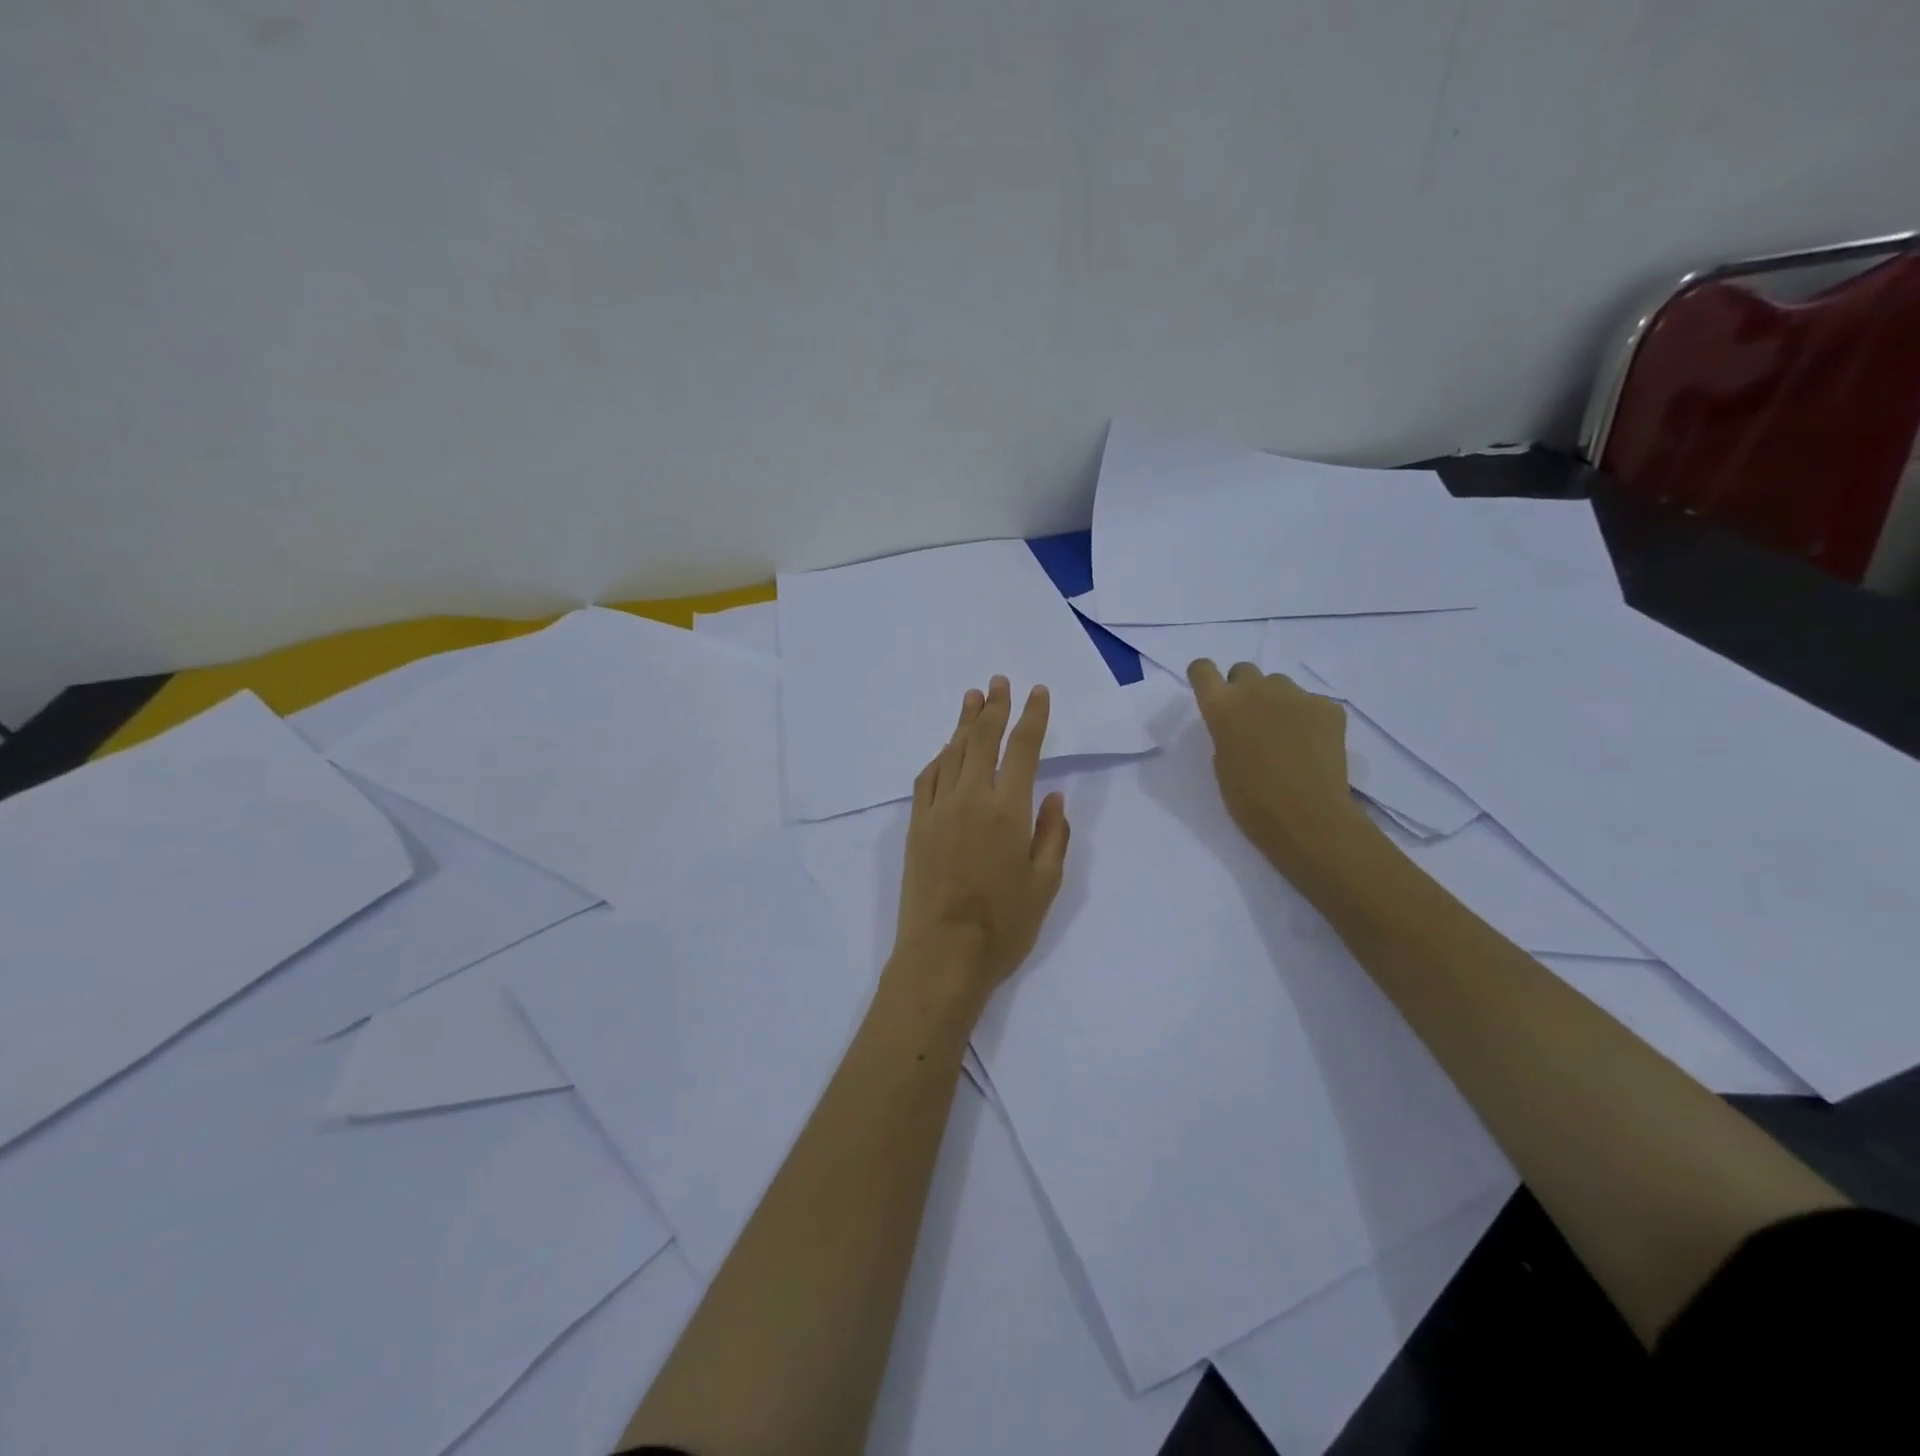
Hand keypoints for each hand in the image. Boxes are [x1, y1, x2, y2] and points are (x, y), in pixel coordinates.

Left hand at [891, 676, 1070, 1009]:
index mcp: (1009, 809)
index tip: (1037, 692)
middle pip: (982, 740)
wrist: (942, 954)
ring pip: (952, 753)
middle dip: (993, 707)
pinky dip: (939, 758)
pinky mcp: (916, 826)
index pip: (1023, 748)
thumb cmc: (1004, 925)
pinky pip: (927, 779)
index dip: (1032, 716)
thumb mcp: (1045, 884)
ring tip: (972, 699)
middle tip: (998, 681)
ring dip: (964, 724)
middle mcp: (971, 798)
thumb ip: (1053, 834)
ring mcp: (938, 809)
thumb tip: (1054, 796)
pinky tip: (945, 751)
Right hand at [1187, 658, 1370, 882]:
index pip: (1202, 669)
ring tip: (1286, 735)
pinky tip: (1313, 746)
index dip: (1205, 677)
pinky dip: (1309, 718)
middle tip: (1251, 720)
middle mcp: (1256, 691)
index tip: (1211, 693)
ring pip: (1280, 684)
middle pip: (1244, 670)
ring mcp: (1296, 695)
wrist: (1308, 818)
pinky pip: (1312, 702)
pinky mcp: (1328, 707)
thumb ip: (1225, 733)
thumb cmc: (1251, 801)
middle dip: (1244, 689)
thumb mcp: (1222, 763)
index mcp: (1222, 707)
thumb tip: (1240, 724)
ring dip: (1277, 701)